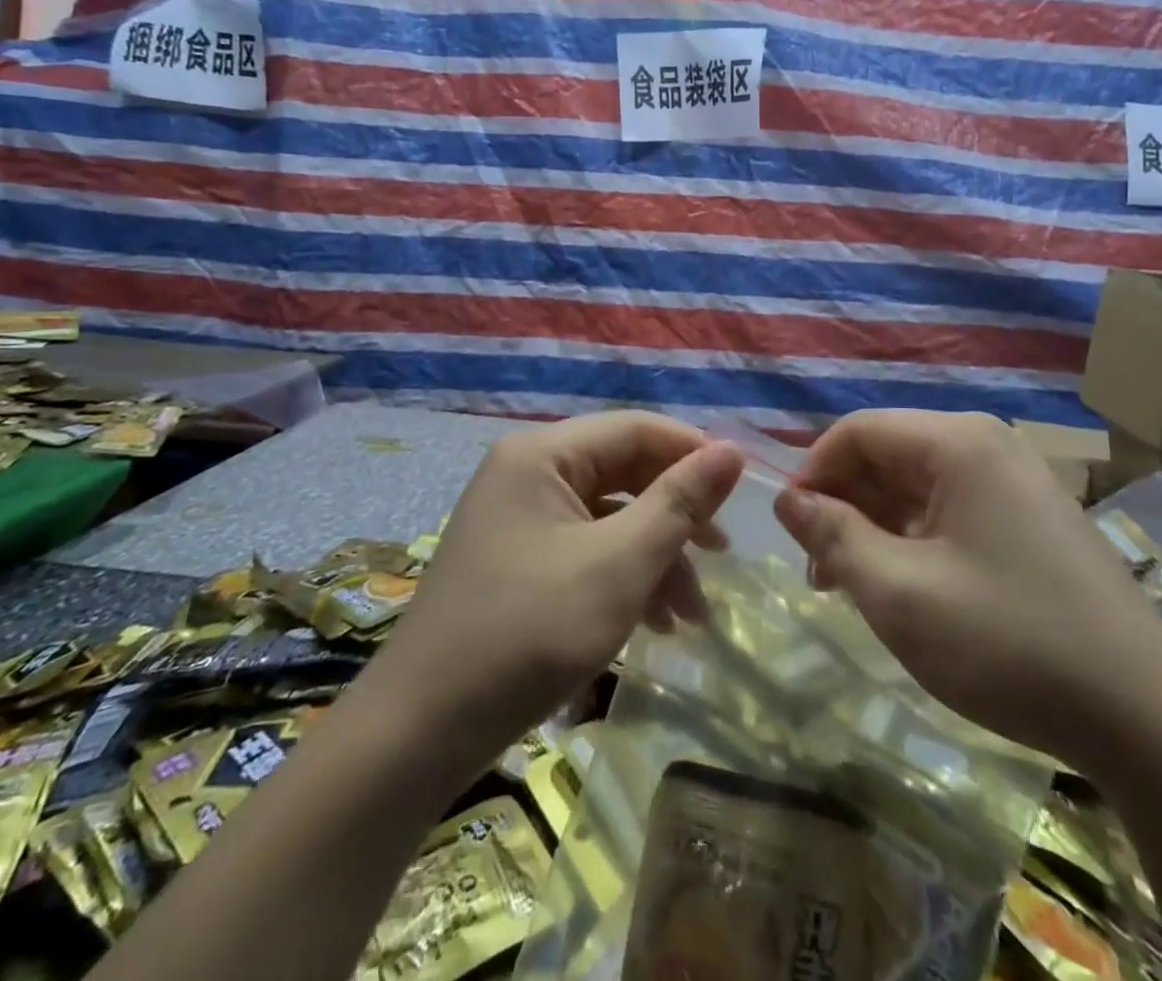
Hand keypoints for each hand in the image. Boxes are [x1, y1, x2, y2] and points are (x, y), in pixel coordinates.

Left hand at [369, 413, 743, 765]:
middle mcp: (527, 472)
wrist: (418, 733)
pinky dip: (622, 578)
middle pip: (622, 472)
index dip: (693, 453)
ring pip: (608, 518)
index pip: (636, 428)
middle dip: (675, 516)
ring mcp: (517, 518)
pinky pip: (583, 550)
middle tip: (723, 556)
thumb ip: (679, 502)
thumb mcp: (618, 564)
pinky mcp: (516, 562)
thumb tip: (732, 450)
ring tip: (692, 615)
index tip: (742, 492)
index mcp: (543, 453)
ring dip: (655, 557)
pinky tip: (654, 624)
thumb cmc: (527, 632)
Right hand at [775, 410, 1161, 771]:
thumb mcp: (899, 594)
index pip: (857, 431)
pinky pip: (951, 511)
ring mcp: (1015, 482)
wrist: (1148, 720)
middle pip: (887, 455)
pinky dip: (915, 541)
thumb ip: (833, 537)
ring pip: (917, 486)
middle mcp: (987, 446)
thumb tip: (788, 499)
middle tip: (822, 573)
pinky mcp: (1030, 520)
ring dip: (877, 529)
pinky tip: (908, 590)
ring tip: (858, 588)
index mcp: (958, 442)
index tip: (792, 534)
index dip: (812, 473)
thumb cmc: (1009, 643)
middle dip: (845, 506)